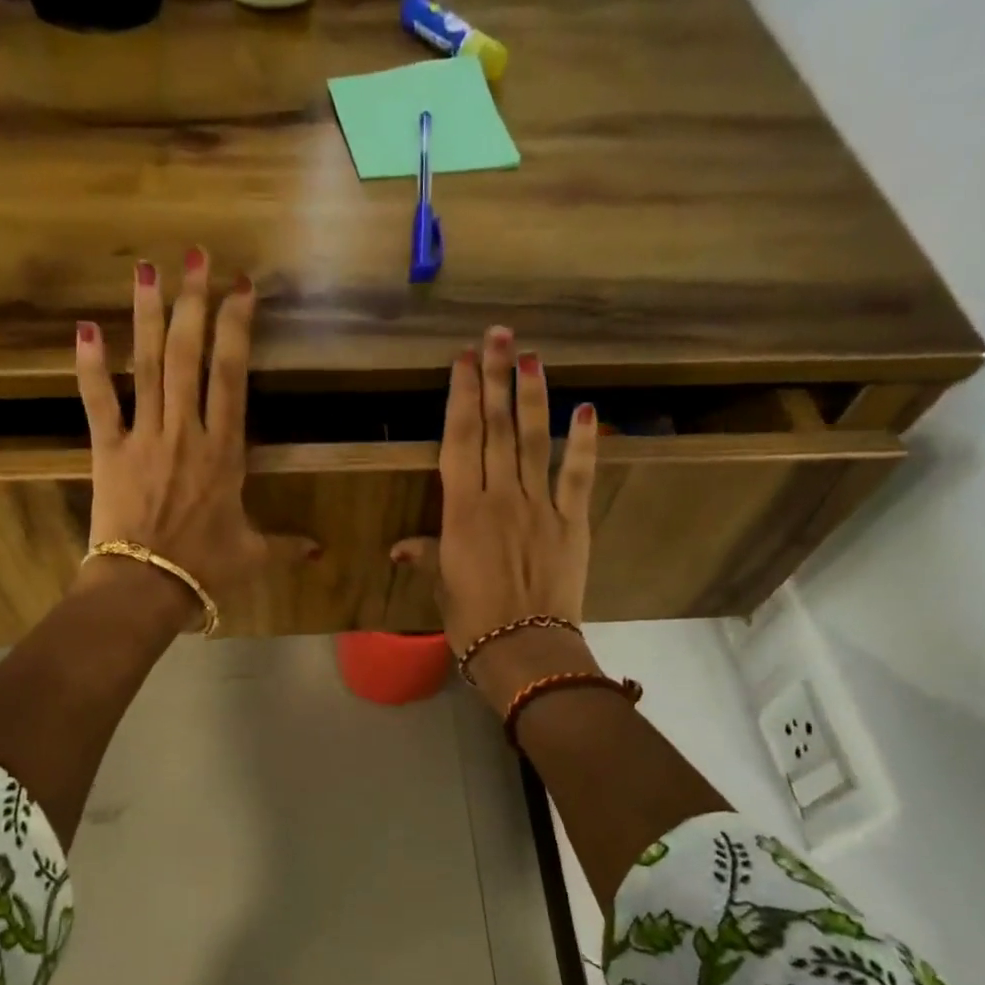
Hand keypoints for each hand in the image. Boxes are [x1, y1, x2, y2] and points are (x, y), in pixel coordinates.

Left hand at [73, 249, 310, 627]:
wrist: (147, 586)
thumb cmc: (205, 569)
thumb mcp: (253, 555)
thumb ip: (285, 545)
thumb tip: (319, 552)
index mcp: (225, 451)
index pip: (232, 376)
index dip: (236, 327)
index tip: (240, 288)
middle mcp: (186, 431)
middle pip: (190, 355)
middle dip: (193, 302)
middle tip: (196, 256)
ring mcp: (145, 437)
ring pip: (148, 365)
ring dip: (148, 315)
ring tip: (147, 269)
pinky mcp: (108, 450)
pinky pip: (99, 401)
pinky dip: (89, 366)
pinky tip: (85, 328)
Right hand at [392, 326, 600, 708]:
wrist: (524, 649)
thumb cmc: (472, 621)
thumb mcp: (442, 587)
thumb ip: (426, 556)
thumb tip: (398, 548)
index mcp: (462, 511)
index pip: (460, 441)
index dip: (462, 398)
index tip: (464, 361)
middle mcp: (500, 498)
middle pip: (497, 429)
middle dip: (495, 379)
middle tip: (498, 335)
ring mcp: (539, 507)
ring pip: (534, 441)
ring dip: (532, 396)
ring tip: (531, 356)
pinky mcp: (572, 523)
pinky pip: (577, 477)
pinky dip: (583, 443)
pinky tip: (586, 409)